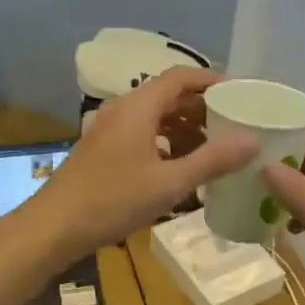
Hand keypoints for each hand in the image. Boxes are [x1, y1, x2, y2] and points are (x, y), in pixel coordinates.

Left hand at [15, 68, 255, 264]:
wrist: (52, 228)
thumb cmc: (112, 200)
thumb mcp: (170, 183)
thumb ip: (213, 160)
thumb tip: (253, 140)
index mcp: (139, 106)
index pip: (181, 77)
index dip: (212, 80)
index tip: (240, 94)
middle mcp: (123, 109)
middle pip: (169, 95)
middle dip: (202, 108)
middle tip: (234, 125)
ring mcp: (110, 130)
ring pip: (155, 117)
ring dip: (185, 128)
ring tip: (213, 150)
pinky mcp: (103, 150)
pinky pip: (142, 135)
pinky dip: (166, 143)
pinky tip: (180, 169)